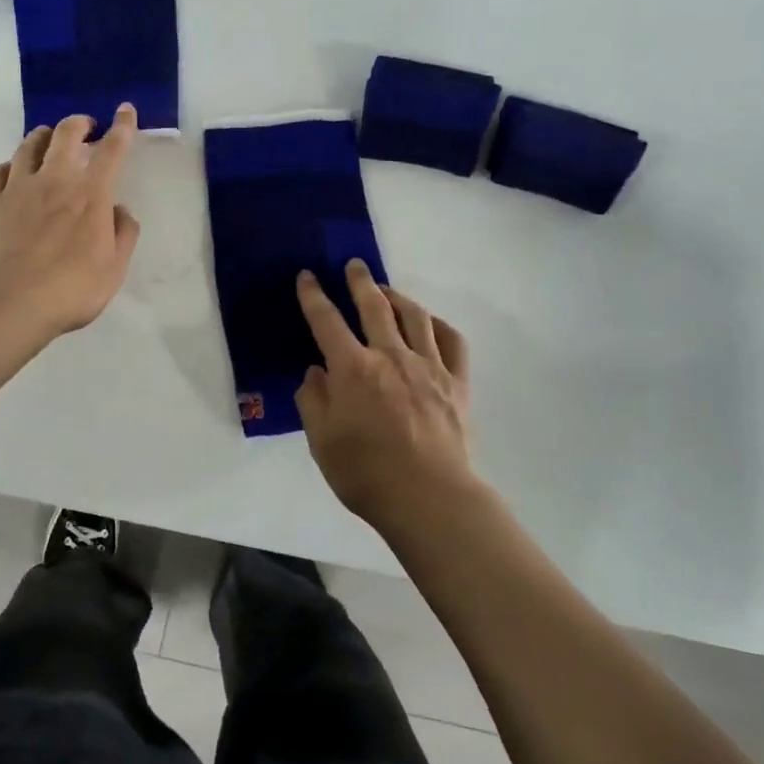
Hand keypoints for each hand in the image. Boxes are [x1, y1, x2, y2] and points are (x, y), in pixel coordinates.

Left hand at [0, 106, 141, 336]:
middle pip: (65, 135)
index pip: (112, 150)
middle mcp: (55, 181)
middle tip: (85, 127)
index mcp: (91, 196)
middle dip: (79, 123)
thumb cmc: (71, 291)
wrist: (10, 304)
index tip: (125, 110)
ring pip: (28, 145)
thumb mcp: (114, 270)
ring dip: (43, 136)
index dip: (122, 126)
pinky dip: (10, 165)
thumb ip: (124, 234)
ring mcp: (18, 188)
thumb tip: (120, 209)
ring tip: (48, 140)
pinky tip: (12, 172)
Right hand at [295, 262, 482, 531]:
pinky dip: (439, 325)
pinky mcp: (456, 382)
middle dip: (360, 281)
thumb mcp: (321, 441)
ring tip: (387, 290)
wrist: (429, 498)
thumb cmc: (365, 473)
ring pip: (415, 316)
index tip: (307, 276)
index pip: (326, 321)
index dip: (313, 296)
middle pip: (374, 306)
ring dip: (398, 296)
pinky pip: (452, 341)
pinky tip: (430, 323)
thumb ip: (313, 400)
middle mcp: (390, 356)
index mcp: (353, 369)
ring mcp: (429, 366)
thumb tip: (316, 372)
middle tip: (354, 265)